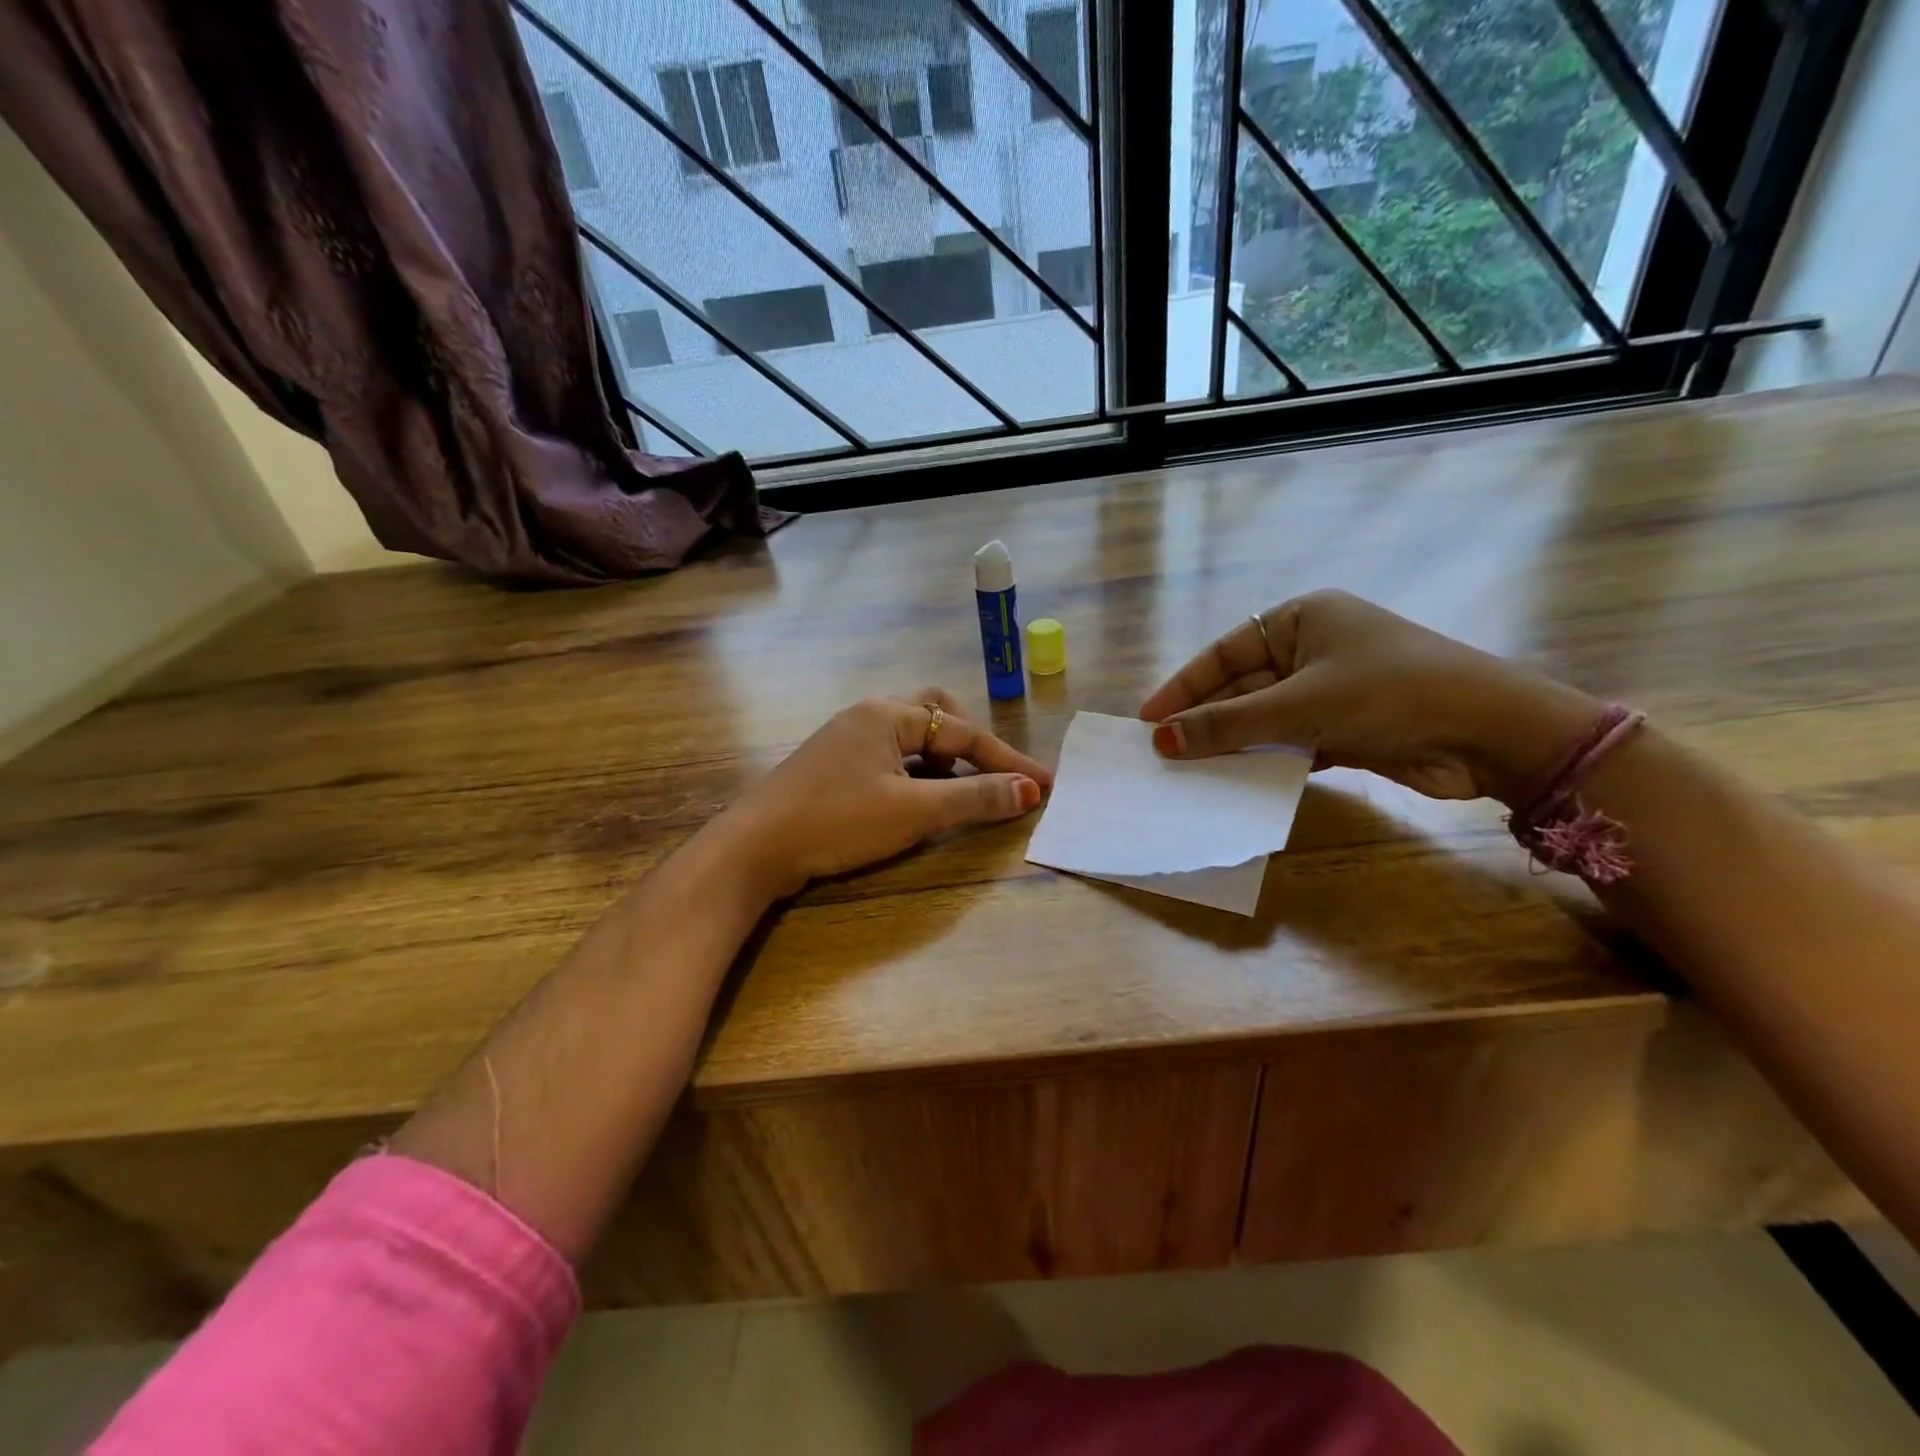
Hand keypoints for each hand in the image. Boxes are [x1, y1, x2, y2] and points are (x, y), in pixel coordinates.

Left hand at [718, 690, 1052, 898]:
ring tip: (955, 791)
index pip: (964, 733)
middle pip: (935, 713)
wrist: (753, 848)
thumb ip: (973, 798)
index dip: (1007, 761)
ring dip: (941, 758)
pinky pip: (888, 754)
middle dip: (970, 743)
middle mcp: (867, 714)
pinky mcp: (831, 764)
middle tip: (990, 775)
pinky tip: (913, 799)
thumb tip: (1028, 791)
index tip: (1043, 786)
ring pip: (909, 735)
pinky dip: (913, 771)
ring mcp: (845, 738)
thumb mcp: (913, 811)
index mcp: (888, 714)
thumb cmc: (837, 821)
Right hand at [1139, 590, 1601, 804]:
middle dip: (1205, 721)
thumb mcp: (1299, 705)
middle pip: (1242, 688)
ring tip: (1187, 772)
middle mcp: (1313, 649)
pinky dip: (1264, 761)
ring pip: (1264, 719)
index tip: (1147, 719)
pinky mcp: (1345, 729)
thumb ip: (1227, 724)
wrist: (1491, 733)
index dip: (1183, 687)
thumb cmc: (1389, 693)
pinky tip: (1233, 782)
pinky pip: (1289, 743)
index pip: (1225, 653)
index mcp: (1302, 620)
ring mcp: (1330, 690)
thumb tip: (1160, 740)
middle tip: (1162, 753)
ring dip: (1231, 745)